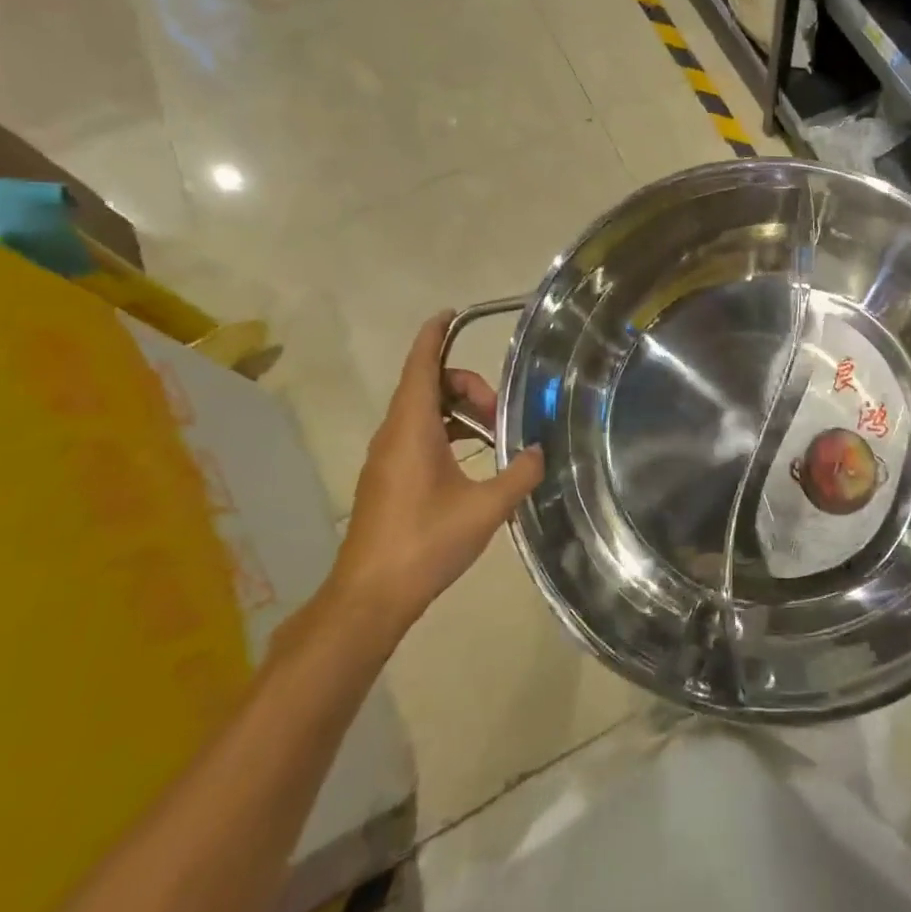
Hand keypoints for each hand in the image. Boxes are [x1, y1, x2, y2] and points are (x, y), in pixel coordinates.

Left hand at [323, 313, 543, 647]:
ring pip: (423, 412)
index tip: (451, 314)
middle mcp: (393, 435)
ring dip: (458, 410)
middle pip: (427, 386)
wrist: (370, 597)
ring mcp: (386, 458)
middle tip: (503, 411)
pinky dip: (447, 431)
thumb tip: (540, 452)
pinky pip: (418, 434)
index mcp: (411, 429)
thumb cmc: (425, 543)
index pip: (421, 366)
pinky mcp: (388, 478)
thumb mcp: (485, 508)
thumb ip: (519, 474)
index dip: (434, 336)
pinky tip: (475, 457)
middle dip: (467, 385)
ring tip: (496, 432)